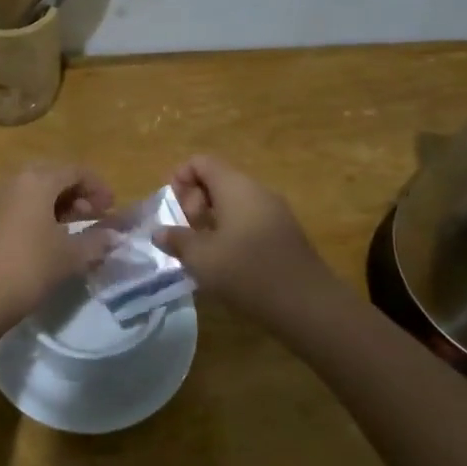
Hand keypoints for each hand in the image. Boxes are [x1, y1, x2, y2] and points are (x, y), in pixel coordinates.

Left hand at [0, 163, 115, 336]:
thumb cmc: (26, 269)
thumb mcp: (68, 257)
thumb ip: (96, 241)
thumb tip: (116, 236)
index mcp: (36, 180)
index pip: (75, 170)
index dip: (98, 186)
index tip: (112, 208)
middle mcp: (12, 181)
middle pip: (52, 176)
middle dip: (77, 193)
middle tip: (94, 216)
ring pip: (33, 191)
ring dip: (57, 204)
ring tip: (73, 229)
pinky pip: (17, 206)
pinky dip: (37, 214)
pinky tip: (45, 240)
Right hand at [153, 156, 335, 324]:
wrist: (306, 303)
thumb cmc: (246, 271)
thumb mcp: (201, 257)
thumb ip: (177, 240)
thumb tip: (160, 232)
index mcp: (235, 186)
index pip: (202, 162)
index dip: (180, 177)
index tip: (171, 208)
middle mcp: (256, 191)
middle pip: (218, 180)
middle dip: (194, 202)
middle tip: (185, 232)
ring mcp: (275, 211)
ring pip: (234, 202)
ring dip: (212, 220)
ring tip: (201, 251)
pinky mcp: (284, 234)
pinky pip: (249, 220)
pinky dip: (231, 231)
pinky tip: (226, 262)